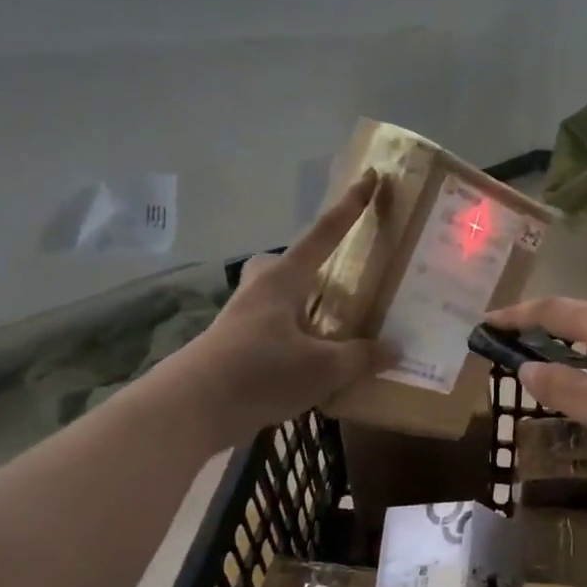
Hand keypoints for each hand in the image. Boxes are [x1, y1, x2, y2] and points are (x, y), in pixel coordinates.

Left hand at [172, 173, 392, 437]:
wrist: (190, 409)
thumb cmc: (259, 372)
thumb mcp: (322, 368)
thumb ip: (361, 357)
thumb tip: (396, 349)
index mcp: (283, 280)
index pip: (324, 234)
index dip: (350, 207)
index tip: (369, 178)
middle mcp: (261, 292)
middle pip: (284, 264)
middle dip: (307, 265)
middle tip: (333, 281)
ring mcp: (243, 320)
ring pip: (277, 299)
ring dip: (302, 307)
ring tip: (334, 332)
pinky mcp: (235, 350)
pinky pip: (273, 332)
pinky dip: (295, 342)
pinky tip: (313, 367)